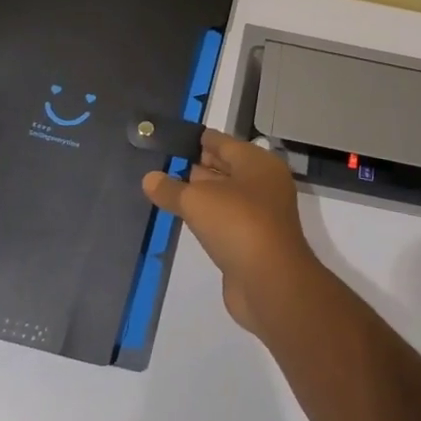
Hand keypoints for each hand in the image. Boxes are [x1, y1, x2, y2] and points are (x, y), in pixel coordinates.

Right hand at [143, 131, 321, 332]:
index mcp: (257, 163)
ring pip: (226, 195)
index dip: (199, 140)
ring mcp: (261, 214)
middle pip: (227, 167)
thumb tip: (149, 178)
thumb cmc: (237, 224)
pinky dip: (208, 217)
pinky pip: (226, 220)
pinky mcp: (254, 241)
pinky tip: (187, 218)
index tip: (175, 138)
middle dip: (199, 165)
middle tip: (167, 162)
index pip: (223, 143)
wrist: (271, 282)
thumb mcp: (197, 201)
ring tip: (170, 188)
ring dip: (202, 193)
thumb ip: (171, 188)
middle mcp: (263, 183)